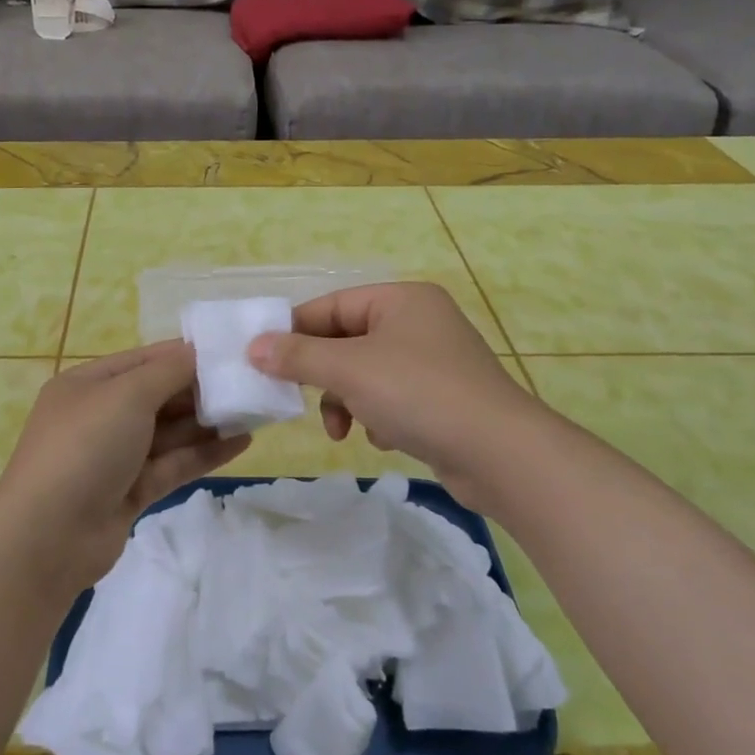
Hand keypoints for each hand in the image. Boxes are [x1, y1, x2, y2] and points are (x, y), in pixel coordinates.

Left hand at [0, 341, 249, 595]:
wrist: (48, 537)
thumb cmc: (85, 447)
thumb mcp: (127, 395)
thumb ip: (168, 371)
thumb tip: (196, 352)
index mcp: (88, 384)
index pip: (144, 359)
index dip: (185, 354)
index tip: (231, 351)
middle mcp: (100, 416)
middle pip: (158, 395)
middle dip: (201, 389)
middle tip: (251, 383)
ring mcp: (115, 456)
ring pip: (169, 432)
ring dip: (209, 421)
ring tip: (256, 410)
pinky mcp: (131, 492)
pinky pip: (173, 464)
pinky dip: (205, 452)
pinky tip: (242, 442)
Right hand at [247, 283, 545, 496]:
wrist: (500, 454)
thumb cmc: (419, 394)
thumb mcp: (349, 370)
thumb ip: (297, 356)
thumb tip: (253, 347)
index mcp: (401, 300)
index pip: (330, 306)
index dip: (293, 331)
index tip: (261, 360)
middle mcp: (419, 322)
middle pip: (346, 341)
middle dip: (322, 375)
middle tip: (296, 398)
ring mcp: (434, 361)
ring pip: (365, 373)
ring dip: (346, 400)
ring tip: (343, 429)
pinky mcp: (443, 398)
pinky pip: (391, 397)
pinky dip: (377, 415)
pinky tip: (383, 437)